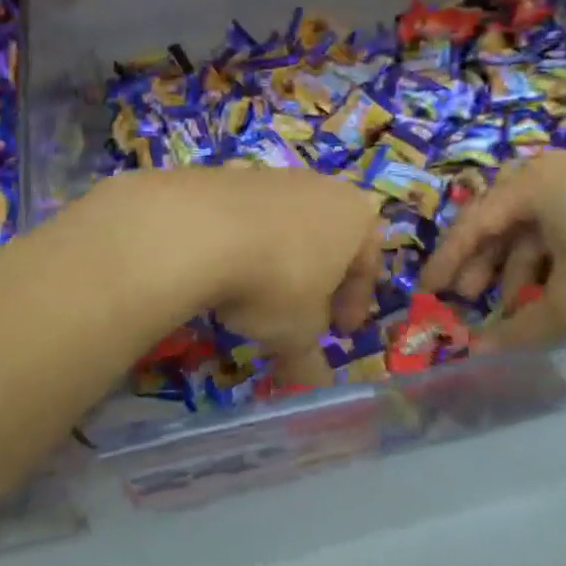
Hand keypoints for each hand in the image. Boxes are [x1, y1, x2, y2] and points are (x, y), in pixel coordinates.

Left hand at [97, 167, 382, 389]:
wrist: (198, 229)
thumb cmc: (275, 281)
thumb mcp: (298, 333)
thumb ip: (311, 362)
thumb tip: (317, 390)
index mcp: (356, 216)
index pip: (367, 265)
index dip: (354, 304)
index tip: (338, 333)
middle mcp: (321, 186)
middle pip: (328, 240)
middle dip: (318, 279)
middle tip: (301, 314)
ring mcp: (273, 175)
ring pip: (286, 226)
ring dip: (277, 259)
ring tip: (253, 297)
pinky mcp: (228, 174)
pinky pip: (244, 217)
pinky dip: (240, 243)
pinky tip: (220, 270)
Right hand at [422, 152, 565, 349]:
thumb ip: (520, 331)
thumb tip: (477, 353)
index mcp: (533, 185)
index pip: (473, 223)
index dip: (447, 261)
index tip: (427, 291)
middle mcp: (554, 170)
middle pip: (502, 220)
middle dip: (483, 264)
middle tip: (470, 301)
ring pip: (538, 225)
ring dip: (521, 266)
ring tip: (519, 308)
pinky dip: (554, 257)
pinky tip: (560, 288)